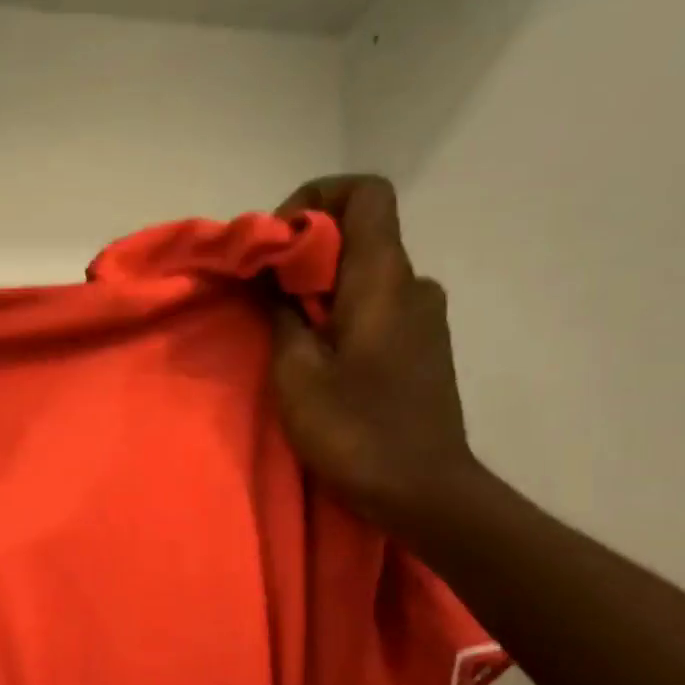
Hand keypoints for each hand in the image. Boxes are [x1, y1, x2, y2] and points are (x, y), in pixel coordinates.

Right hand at [270, 175, 480, 535]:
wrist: (422, 490)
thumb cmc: (354, 429)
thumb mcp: (296, 372)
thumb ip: (281, 313)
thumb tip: (271, 276)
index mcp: (384, 279)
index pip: (365, 194)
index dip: (316, 200)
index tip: (277, 243)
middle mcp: (413, 285)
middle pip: (360, 235)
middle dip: (304, 253)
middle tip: (261, 296)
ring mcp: (423, 318)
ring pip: (365, 276)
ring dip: (319, 290)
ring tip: (283, 334)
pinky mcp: (422, 348)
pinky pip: (376, 307)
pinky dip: (339, 314)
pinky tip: (315, 358)